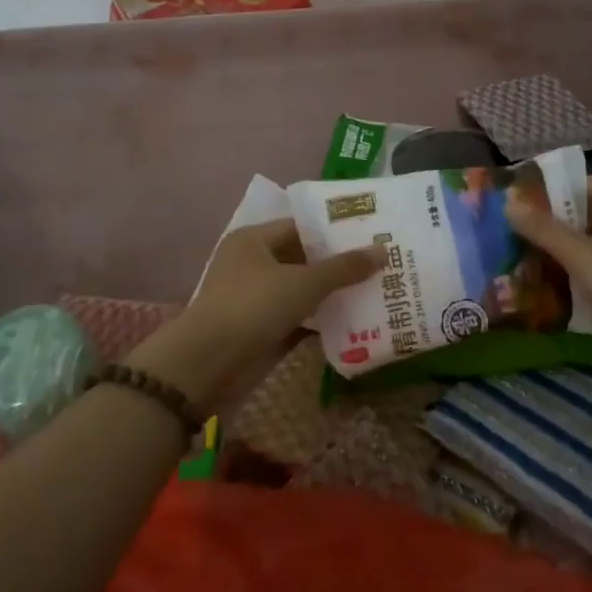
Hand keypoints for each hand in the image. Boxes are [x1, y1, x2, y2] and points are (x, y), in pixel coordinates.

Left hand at [128, 220, 380, 409]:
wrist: (208, 365)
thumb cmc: (253, 308)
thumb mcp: (303, 283)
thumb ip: (343, 268)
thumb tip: (383, 250)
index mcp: (254, 240)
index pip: (301, 226)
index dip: (335, 230)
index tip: (370, 233)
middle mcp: (253, 263)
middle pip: (303, 258)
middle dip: (338, 263)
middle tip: (380, 262)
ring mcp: (255, 298)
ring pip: (301, 289)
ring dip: (331, 293)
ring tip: (374, 289)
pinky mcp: (260, 329)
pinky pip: (297, 317)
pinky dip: (320, 319)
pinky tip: (354, 321)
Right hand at [506, 176, 591, 363]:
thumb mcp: (584, 256)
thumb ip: (545, 230)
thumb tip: (508, 202)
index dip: (581, 185)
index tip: (548, 197)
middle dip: (568, 221)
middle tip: (531, 227)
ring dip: (570, 252)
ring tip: (534, 256)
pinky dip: (580, 280)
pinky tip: (554, 290)